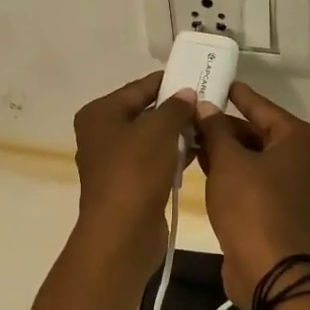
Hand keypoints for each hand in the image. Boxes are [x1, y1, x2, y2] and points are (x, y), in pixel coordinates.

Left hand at [71, 73, 196, 286]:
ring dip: (177, 133)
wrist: (123, 233)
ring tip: (209, 125)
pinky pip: (154, 160)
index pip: (139, 88)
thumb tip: (187, 94)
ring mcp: (114, 161)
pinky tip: (199, 151)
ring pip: (151, 138)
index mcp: (100, 114)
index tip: (197, 77)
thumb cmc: (135, 171)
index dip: (168, 82)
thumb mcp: (159, 129)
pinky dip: (173, 154)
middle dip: (175, 109)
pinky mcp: (129, 184)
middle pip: (144, 112)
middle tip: (208, 103)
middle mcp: (102, 134)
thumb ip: (175, 107)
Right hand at [194, 82, 309, 307]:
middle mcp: (307, 159)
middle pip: (260, 133)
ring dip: (228, 151)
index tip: (217, 82)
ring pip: (258, 158)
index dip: (237, 95)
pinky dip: (236, 172)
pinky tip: (206, 166)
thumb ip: (215, 130)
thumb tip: (205, 107)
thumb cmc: (251, 205)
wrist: (268, 270)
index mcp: (300, 140)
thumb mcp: (227, 161)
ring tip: (193, 139)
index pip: (262, 107)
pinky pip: (258, 180)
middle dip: (226, 127)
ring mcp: (299, 187)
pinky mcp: (286, 210)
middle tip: (194, 115)